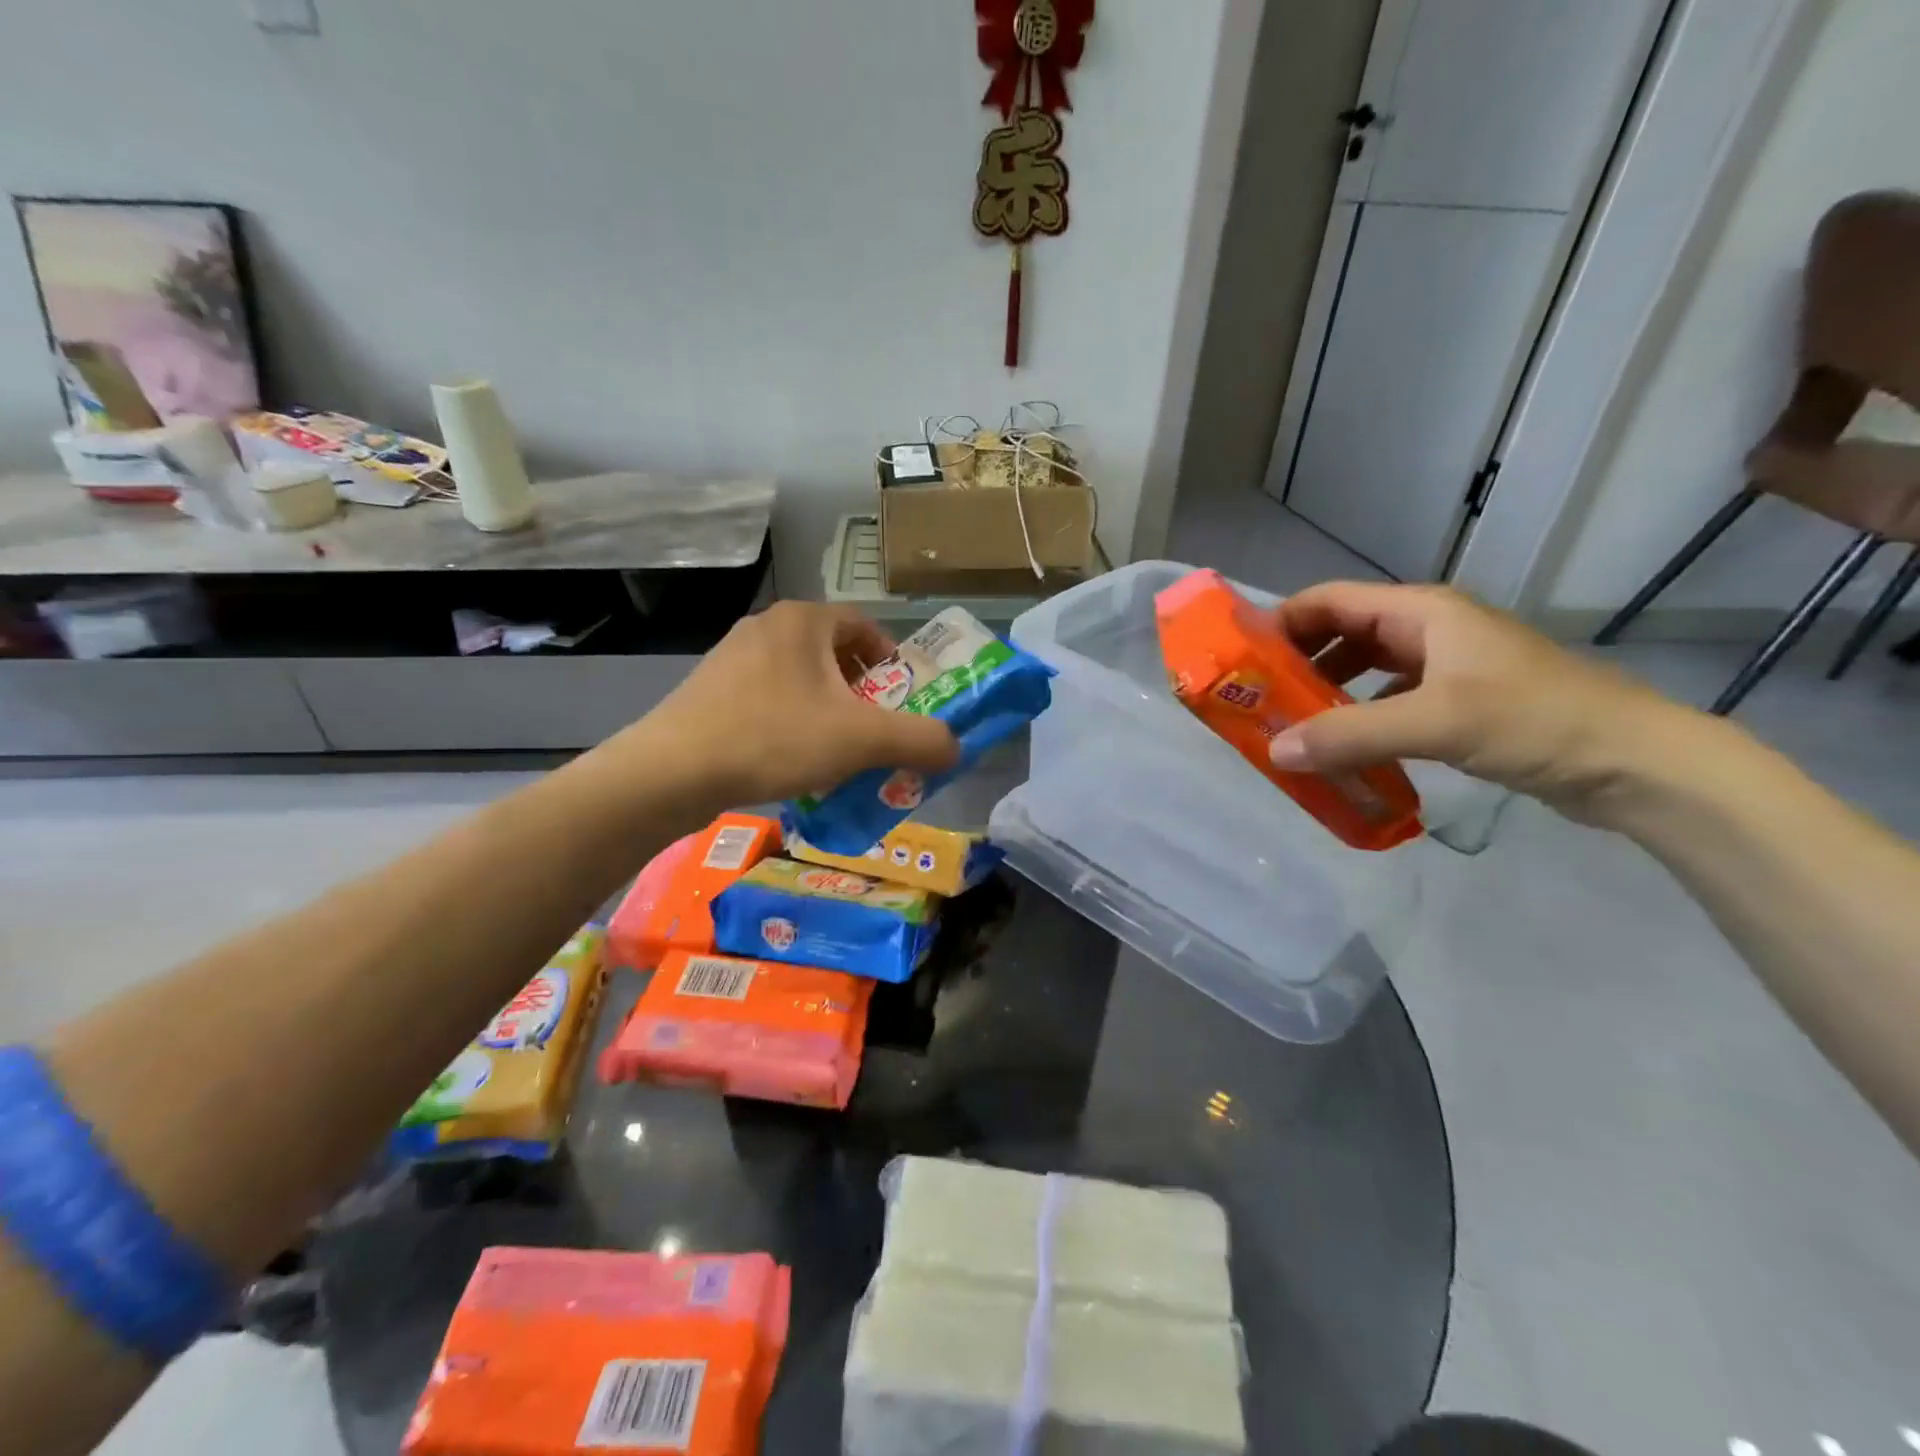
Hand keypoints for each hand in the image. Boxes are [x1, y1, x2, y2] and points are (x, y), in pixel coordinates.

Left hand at [620, 602, 959, 807]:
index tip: (903, 700)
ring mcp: (732, 656)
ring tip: (837, 750)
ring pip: (801, 678)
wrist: (673, 771)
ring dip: (828, 708)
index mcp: (804, 621)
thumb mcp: (862, 740)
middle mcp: (767, 626)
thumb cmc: (775, 738)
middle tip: (876, 729)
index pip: (865, 626)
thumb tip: (955, 748)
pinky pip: (769, 697)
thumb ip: (920, 740)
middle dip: (862, 691)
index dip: (892, 661)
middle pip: (834, 653)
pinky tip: (791, 759)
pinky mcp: (709, 689)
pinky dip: (792, 721)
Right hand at [1266, 582, 1685, 822]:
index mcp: (1421, 612)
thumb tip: (1275, 750)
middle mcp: (1427, 631)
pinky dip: (1357, 719)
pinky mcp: (1457, 703)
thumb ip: (1350, 735)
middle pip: (1341, 634)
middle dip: (1297, 663)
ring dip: (1325, 694)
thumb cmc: (1535, 721)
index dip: (1281, 622)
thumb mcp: (1435, 722)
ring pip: (1363, 669)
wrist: (1634, 763)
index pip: (1330, 601)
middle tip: (1258, 700)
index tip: (1241, 658)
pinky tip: (1342, 749)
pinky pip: (1387, 701)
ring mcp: (1444, 667)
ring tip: (1291, 727)